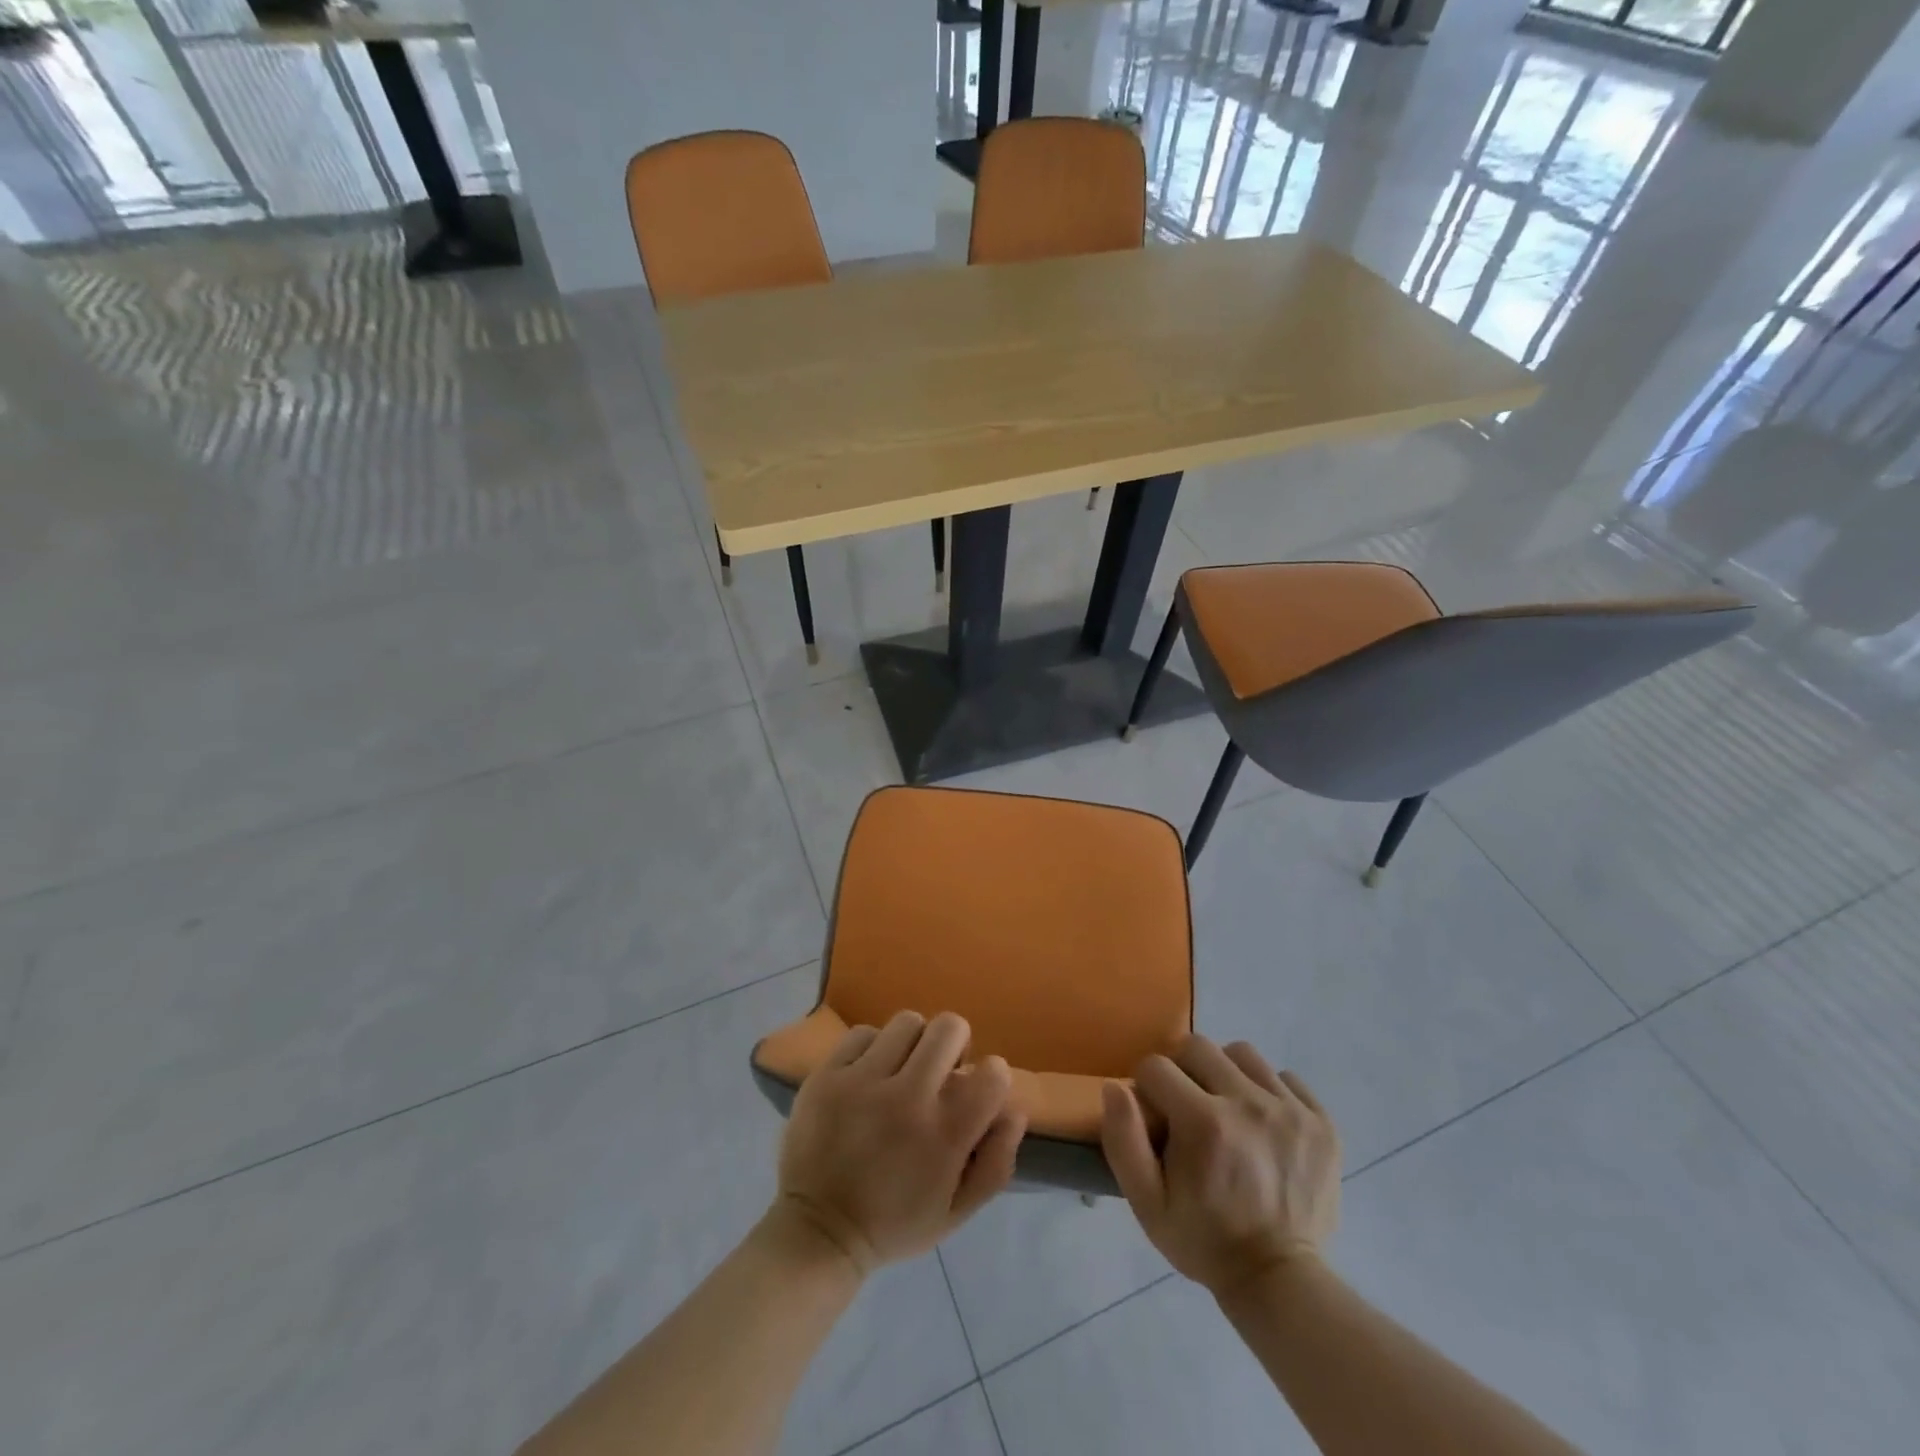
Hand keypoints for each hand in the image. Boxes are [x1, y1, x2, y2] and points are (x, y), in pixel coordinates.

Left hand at [772, 1011, 1026, 1277]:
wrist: (818, 1232)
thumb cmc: (894, 1223)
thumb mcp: (957, 1211)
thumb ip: (996, 1162)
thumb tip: (1015, 1108)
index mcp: (945, 1135)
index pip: (993, 1072)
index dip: (992, 1077)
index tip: (977, 1092)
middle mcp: (908, 1098)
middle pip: (949, 1027)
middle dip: (954, 1045)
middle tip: (939, 1073)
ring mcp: (863, 1082)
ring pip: (907, 1023)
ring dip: (913, 1044)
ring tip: (901, 1071)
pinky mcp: (828, 1074)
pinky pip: (863, 1032)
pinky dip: (872, 1049)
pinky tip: (867, 1076)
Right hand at [1101, 1036, 1339, 1294]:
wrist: (1279, 1281)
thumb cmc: (1204, 1240)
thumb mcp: (1147, 1204)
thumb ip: (1123, 1140)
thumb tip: (1115, 1086)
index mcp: (1203, 1123)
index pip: (1156, 1066)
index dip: (1147, 1087)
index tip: (1156, 1116)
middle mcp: (1248, 1104)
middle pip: (1198, 1046)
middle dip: (1183, 1070)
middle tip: (1188, 1108)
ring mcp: (1290, 1110)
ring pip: (1242, 1054)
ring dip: (1226, 1074)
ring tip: (1228, 1111)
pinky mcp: (1322, 1123)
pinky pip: (1285, 1078)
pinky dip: (1268, 1091)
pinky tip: (1264, 1125)